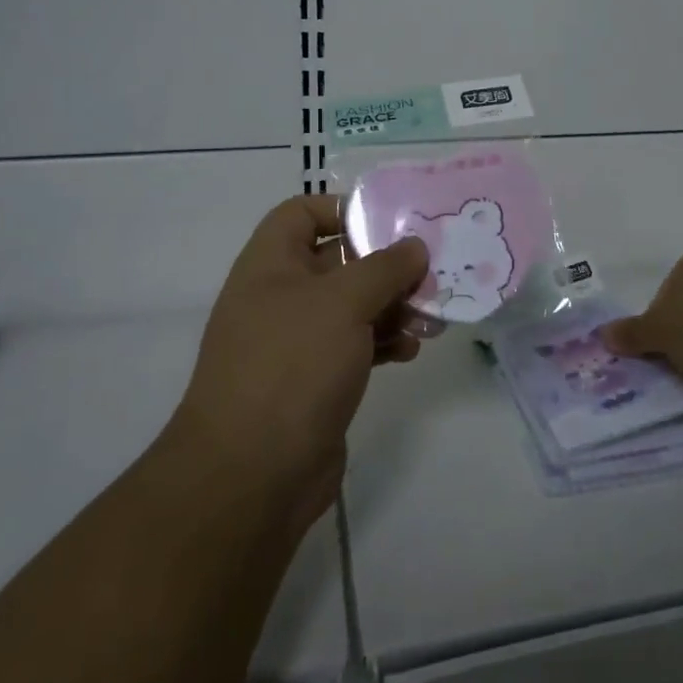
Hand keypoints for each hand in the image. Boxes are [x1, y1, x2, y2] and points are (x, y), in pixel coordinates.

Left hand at [160, 196, 427, 535]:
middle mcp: (281, 296)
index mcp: (271, 264)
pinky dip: (385, 342)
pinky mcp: (316, 380)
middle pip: (339, 260)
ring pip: (354, 306)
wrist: (251, 474)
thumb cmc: (292, 365)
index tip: (392, 222)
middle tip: (431, 272)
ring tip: (431, 317)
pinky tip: (412, 351)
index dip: (344, 208)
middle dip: (386, 264)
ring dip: (394, 306)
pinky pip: (357, 345)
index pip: (302, 212)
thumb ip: (384, 267)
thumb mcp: (343, 302)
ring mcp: (298, 341)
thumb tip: (414, 246)